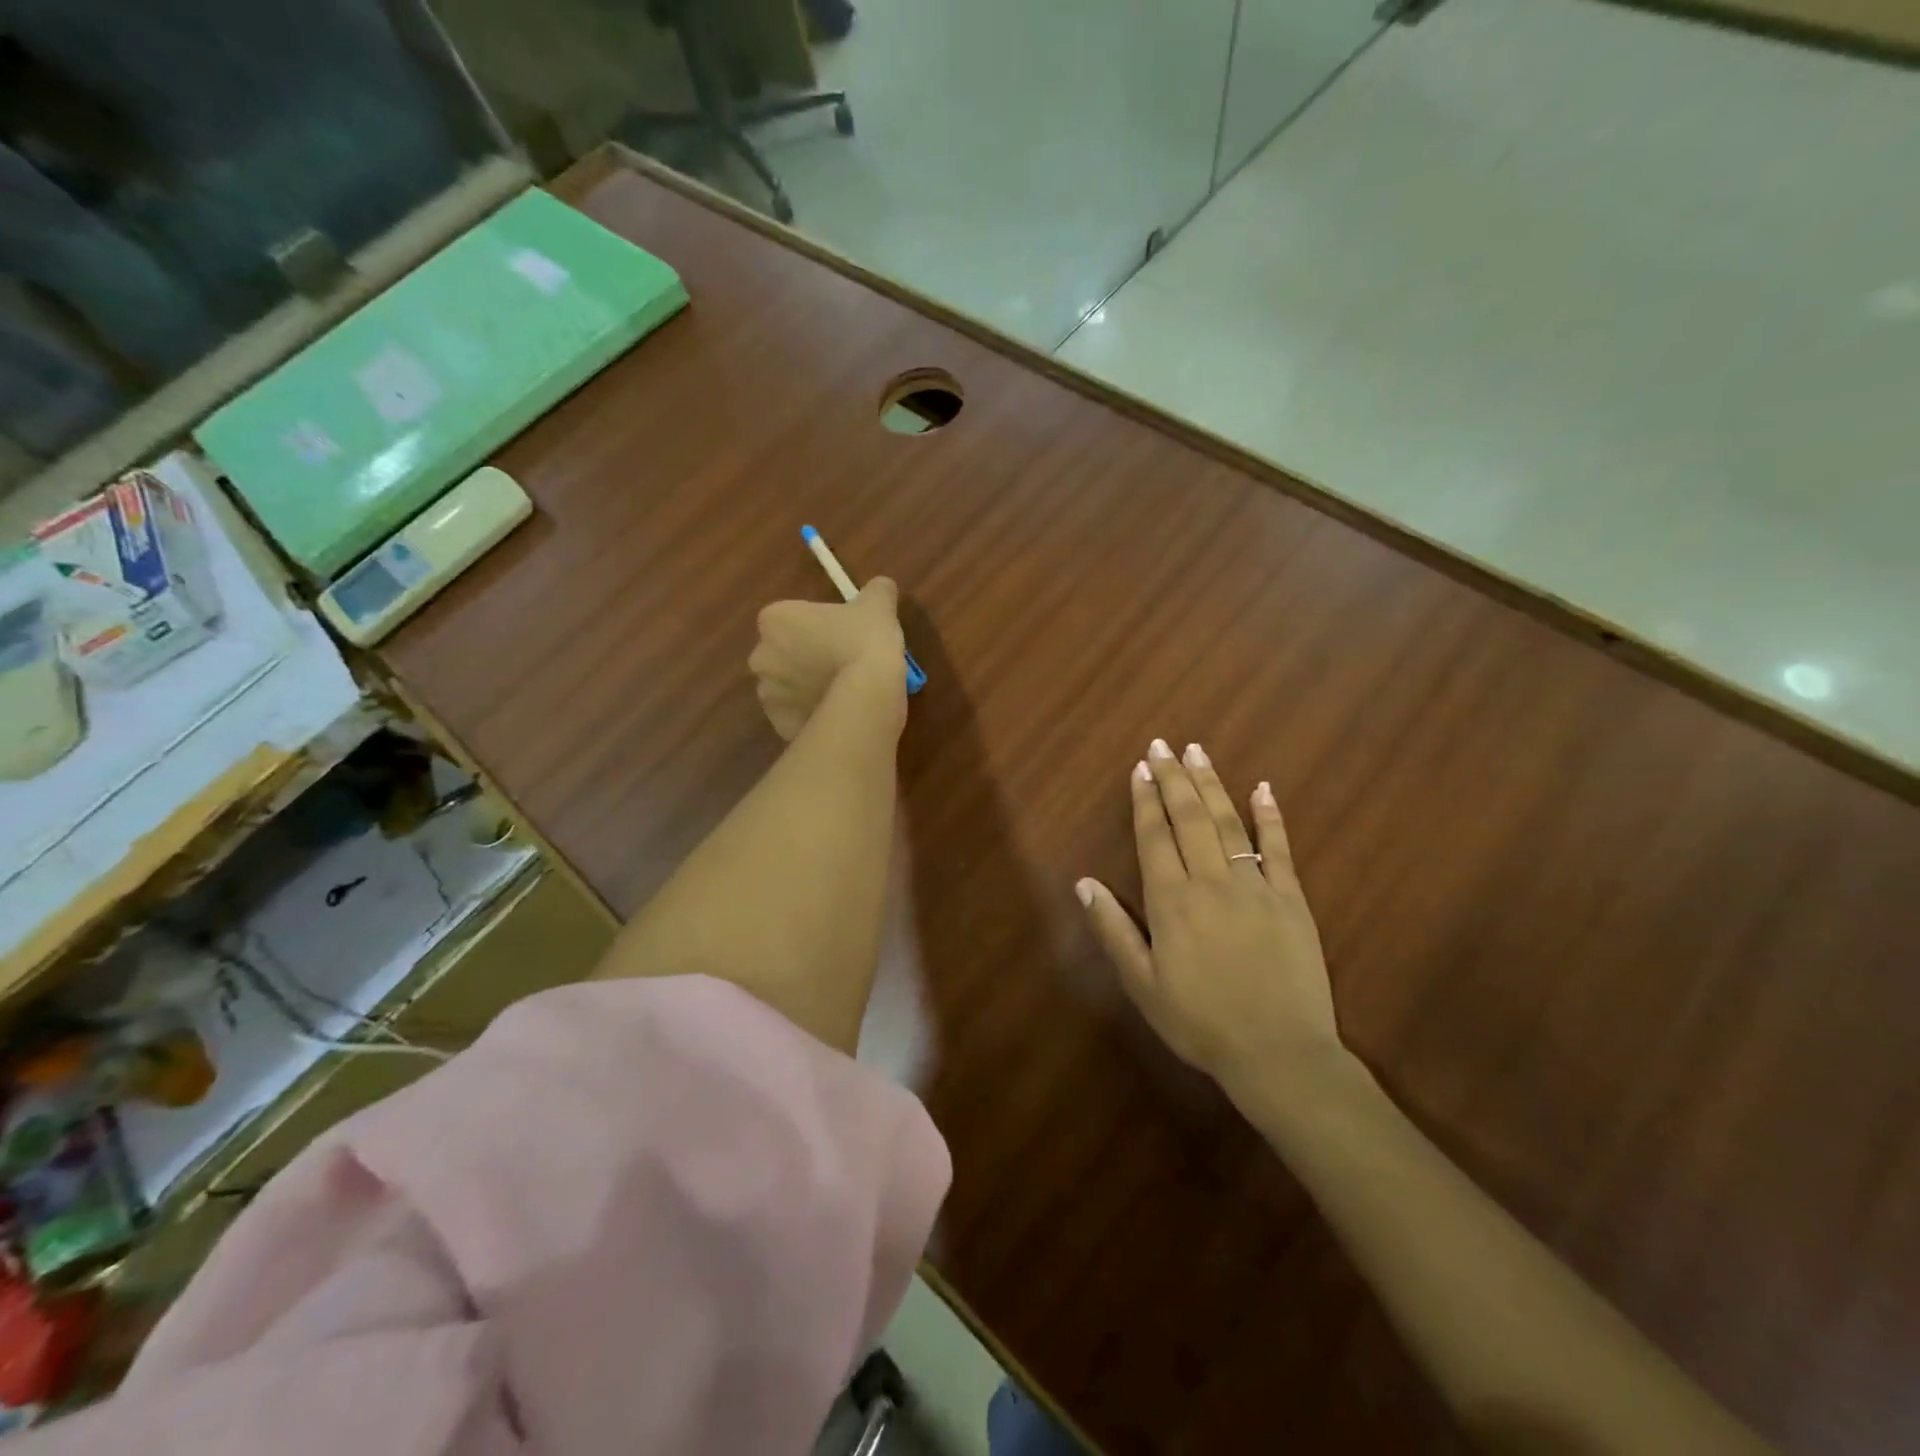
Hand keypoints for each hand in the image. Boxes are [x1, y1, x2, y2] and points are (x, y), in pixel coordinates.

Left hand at [750, 578, 905, 739]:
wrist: (866, 698)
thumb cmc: (864, 642)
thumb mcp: (878, 605)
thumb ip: (876, 591)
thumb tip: (881, 586)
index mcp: (775, 619)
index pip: (790, 617)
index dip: (816, 625)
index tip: (841, 633)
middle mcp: (761, 656)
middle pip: (784, 653)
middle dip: (805, 658)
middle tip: (842, 663)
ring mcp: (767, 695)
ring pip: (788, 687)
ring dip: (806, 688)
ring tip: (842, 693)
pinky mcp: (779, 726)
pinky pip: (796, 715)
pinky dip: (811, 715)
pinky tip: (838, 713)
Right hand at [1077, 738, 1345, 1097]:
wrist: (1279, 1054)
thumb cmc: (1200, 1022)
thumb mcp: (1142, 985)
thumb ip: (1113, 930)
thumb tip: (1084, 883)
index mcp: (1172, 902)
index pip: (1154, 837)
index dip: (1145, 800)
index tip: (1140, 768)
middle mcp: (1211, 882)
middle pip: (1190, 818)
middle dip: (1174, 779)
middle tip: (1163, 746)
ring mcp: (1255, 886)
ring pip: (1229, 824)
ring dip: (1211, 785)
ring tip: (1197, 752)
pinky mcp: (1291, 899)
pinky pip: (1279, 848)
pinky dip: (1271, 816)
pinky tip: (1263, 789)